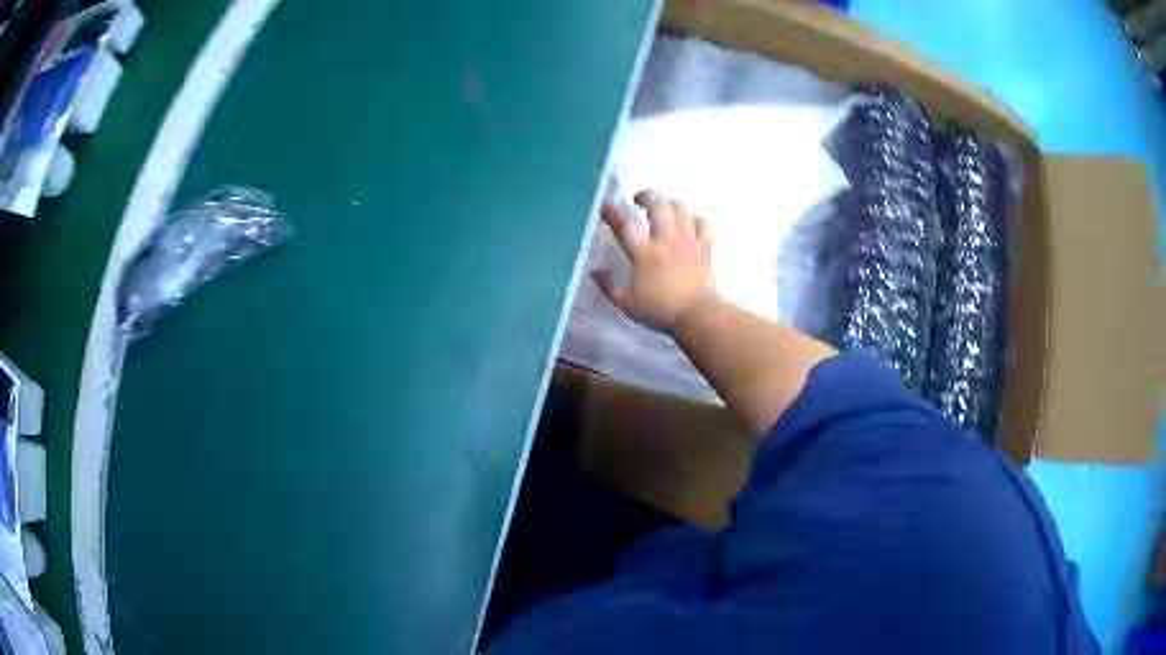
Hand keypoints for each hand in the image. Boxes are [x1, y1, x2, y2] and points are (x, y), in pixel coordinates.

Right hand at [591, 190, 714, 332]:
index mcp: (645, 253)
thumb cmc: (660, 311)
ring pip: (680, 208)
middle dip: (646, 195)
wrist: (698, 315)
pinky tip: (690, 223)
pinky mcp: (705, 247)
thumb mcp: (627, 304)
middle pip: (657, 205)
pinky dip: (696, 219)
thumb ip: (609, 286)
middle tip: (638, 200)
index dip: (612, 212)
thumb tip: (594, 271)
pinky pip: (703, 223)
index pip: (625, 225)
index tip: (605, 206)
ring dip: (669, 203)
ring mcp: (688, 241)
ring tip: (663, 207)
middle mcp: (666, 240)